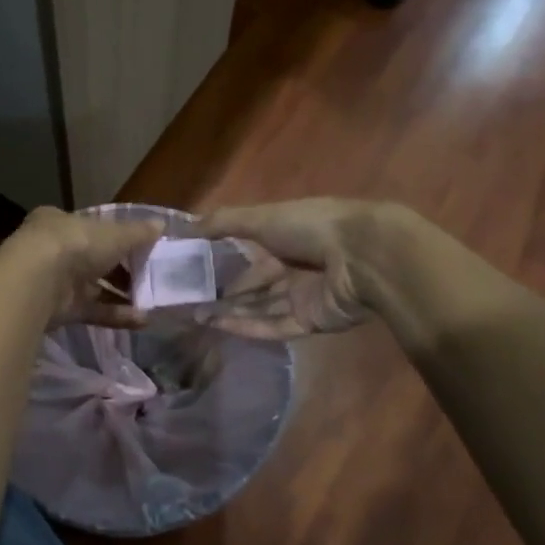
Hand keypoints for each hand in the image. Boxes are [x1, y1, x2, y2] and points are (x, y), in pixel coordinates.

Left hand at [0, 207, 164, 328]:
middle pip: (92, 259)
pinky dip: (115, 315)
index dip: (115, 236)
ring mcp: (53, 282)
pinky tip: (141, 321)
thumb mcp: (113, 234)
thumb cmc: (75, 244)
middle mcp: (53, 250)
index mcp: (59, 222)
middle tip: (150, 278)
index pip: (89, 227)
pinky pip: (92, 311)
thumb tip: (161, 225)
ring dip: (122, 295)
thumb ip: (137, 233)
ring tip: (152, 303)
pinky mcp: (58, 310)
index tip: (140, 247)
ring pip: (93, 287)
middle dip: (121, 270)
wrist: (36, 283)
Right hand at [188, 198, 383, 338]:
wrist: (362, 256)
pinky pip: (275, 326)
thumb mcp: (261, 217)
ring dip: (231, 312)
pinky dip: (248, 327)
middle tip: (189, 301)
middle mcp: (295, 266)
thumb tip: (182, 227)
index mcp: (287, 237)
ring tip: (197, 317)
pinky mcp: (311, 321)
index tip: (192, 272)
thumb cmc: (311, 227)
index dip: (223, 262)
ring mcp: (304, 296)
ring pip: (261, 307)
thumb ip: (223, 222)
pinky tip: (221, 327)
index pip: (250, 253)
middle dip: (225, 293)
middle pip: (255, 284)